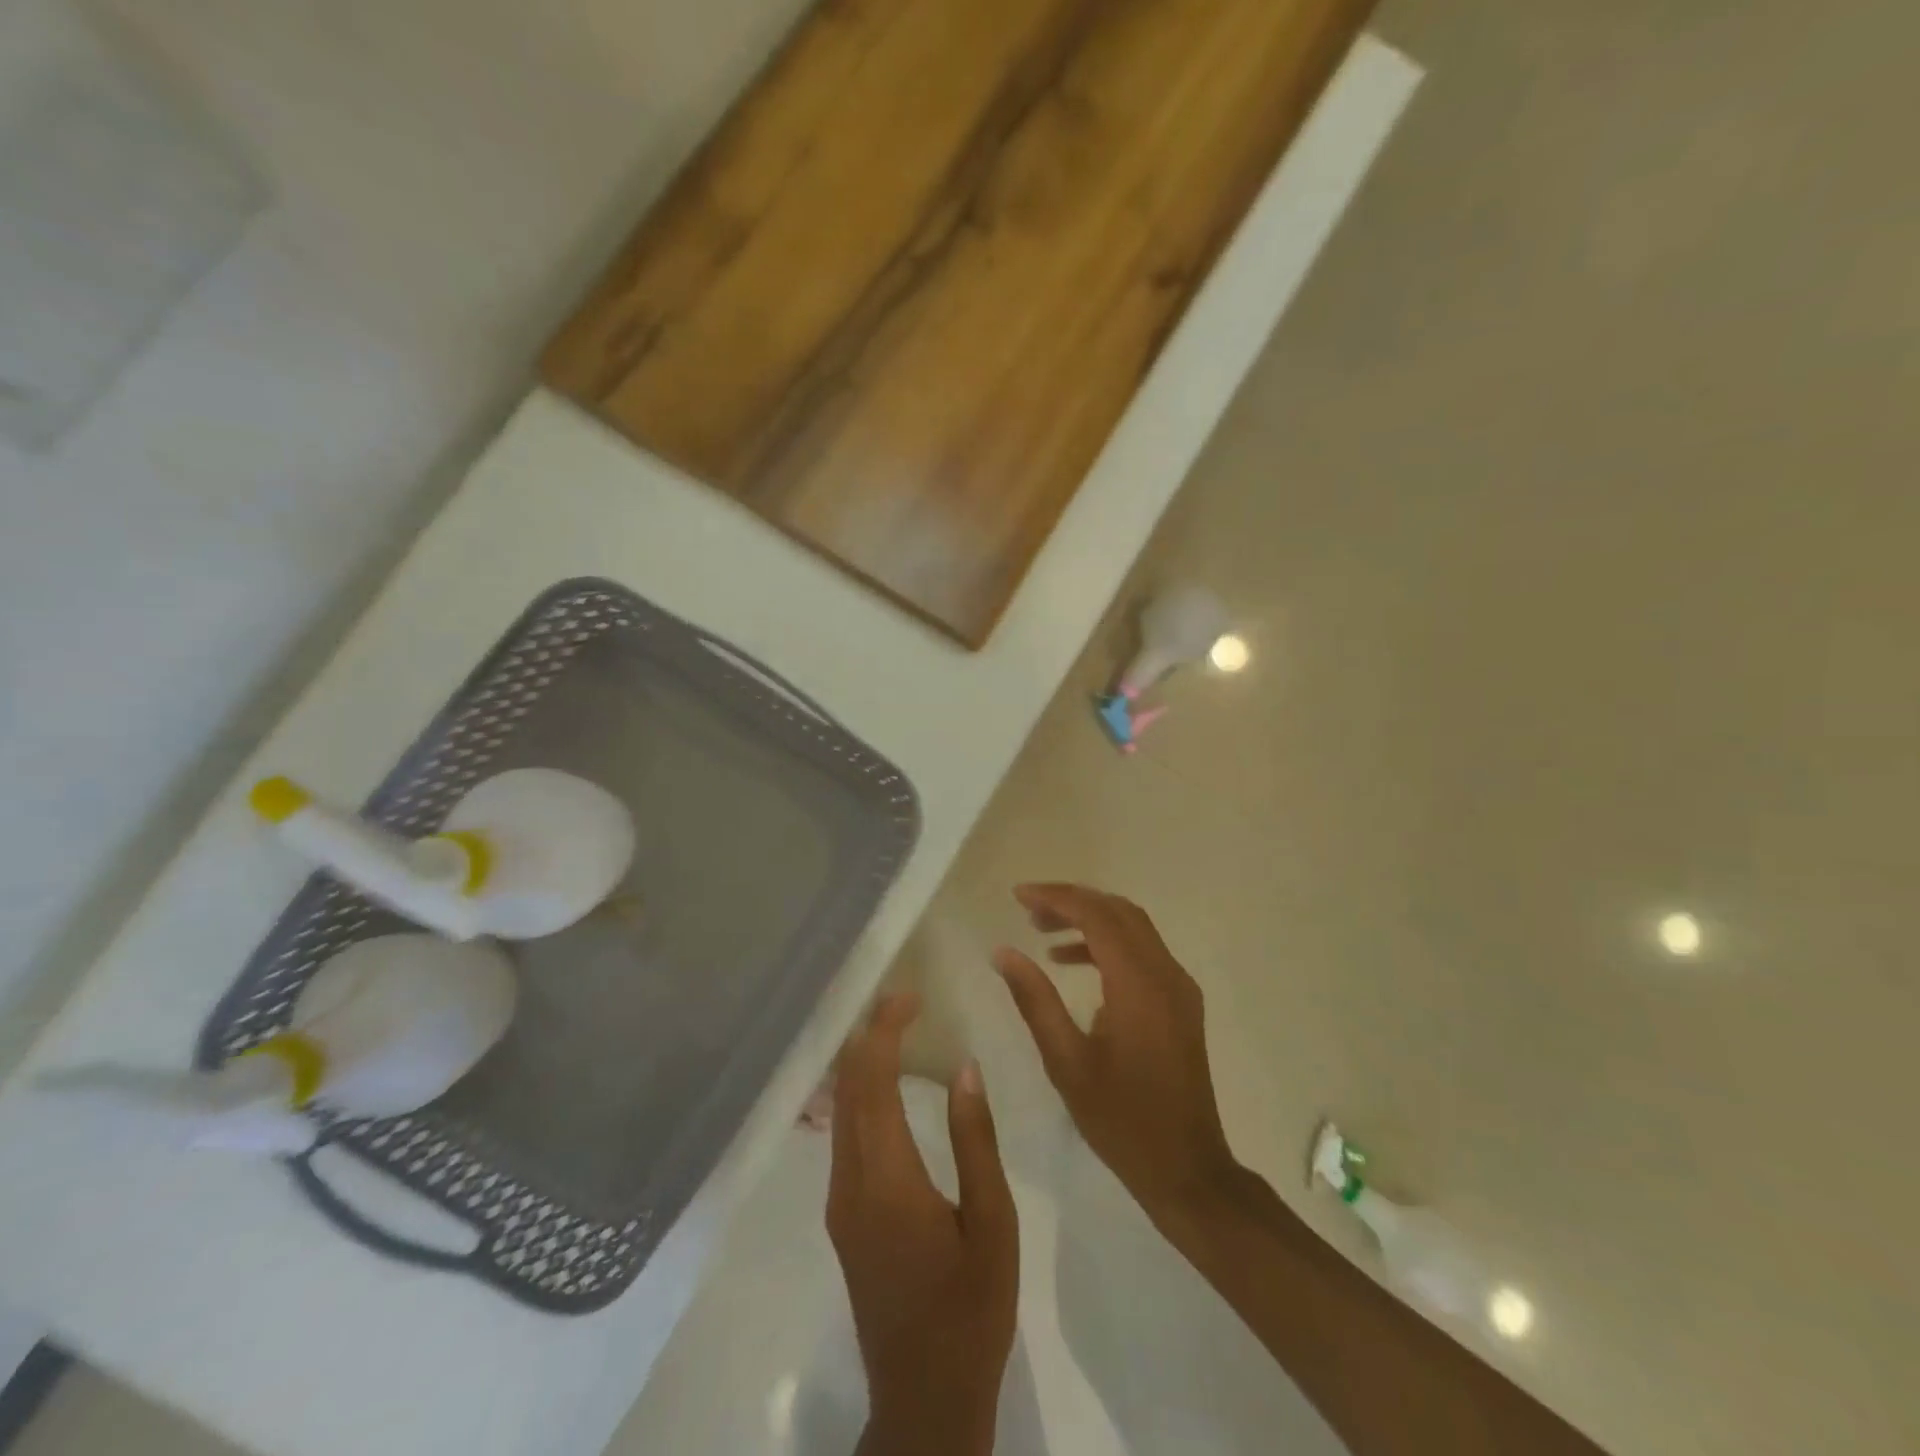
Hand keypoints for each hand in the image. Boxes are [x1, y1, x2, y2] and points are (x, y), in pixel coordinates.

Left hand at [827, 994, 1018, 1455]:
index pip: (873, 1080)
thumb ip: (975, 1140)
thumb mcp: (993, 1223)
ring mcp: (840, 1200)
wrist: (924, 1396)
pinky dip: (861, 1094)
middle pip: (848, 1087)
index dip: (885, 1030)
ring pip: (840, 1109)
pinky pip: (844, 1134)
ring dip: (863, 1062)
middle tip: (905, 1001)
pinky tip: (888, 1086)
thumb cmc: (970, 1308)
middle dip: (870, 1035)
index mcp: (887, 1178)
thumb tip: (965, 1067)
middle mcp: (850, 1180)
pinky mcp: (842, 1216)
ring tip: (897, 1030)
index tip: (910, 996)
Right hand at [994, 884, 1240, 1227]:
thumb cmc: (1121, 1120)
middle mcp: (1166, 974)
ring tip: (1042, 932)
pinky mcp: (1181, 1003)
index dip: (1056, 898)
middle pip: (1118, 911)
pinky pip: (1143, 952)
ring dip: (1090, 920)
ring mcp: (1179, 987)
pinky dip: (1108, 945)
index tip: (1018, 896)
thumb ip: (1034, 1000)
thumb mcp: (1066, 1062)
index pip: (1097, 916)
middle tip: (1028, 909)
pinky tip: (1072, 964)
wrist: (1187, 1169)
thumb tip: (1003, 952)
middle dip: (1072, 901)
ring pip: (1133, 928)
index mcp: (1138, 984)